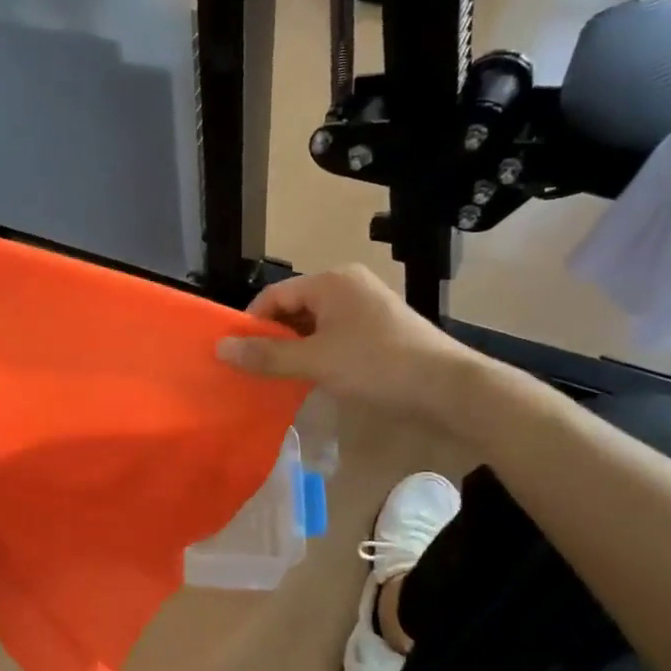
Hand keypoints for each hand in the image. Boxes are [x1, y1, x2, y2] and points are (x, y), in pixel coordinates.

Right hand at [217, 265, 484, 430]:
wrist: (449, 389)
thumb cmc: (377, 365)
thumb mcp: (315, 361)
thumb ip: (266, 355)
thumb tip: (220, 349)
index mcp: (331, 281)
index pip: (274, 295)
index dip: (252, 324)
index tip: (237, 355)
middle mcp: (348, 285)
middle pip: (294, 309)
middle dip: (273, 338)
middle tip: (255, 370)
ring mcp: (368, 307)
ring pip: (315, 325)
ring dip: (296, 350)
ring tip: (280, 378)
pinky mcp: (381, 330)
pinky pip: (335, 336)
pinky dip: (319, 354)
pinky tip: (314, 378)